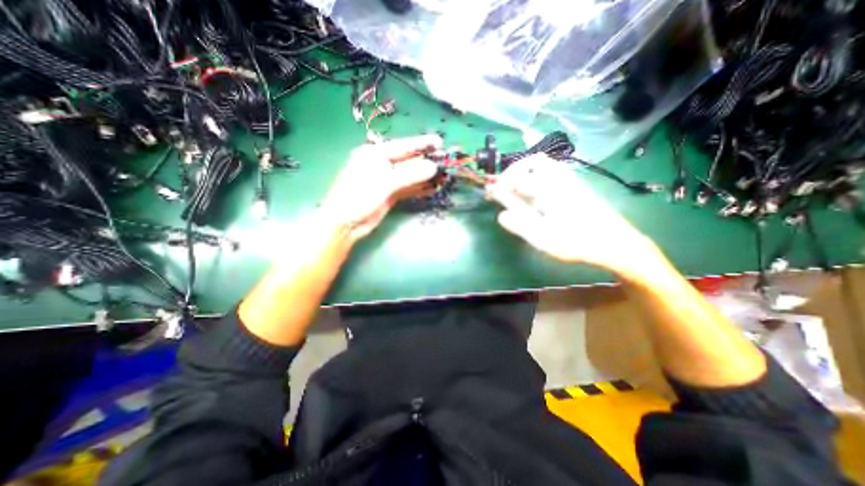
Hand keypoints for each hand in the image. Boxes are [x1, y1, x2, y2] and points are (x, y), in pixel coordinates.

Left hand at [317, 136, 439, 240]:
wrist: (346, 223)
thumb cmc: (359, 196)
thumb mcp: (385, 182)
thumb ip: (410, 174)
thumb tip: (433, 167)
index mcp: (375, 154)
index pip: (403, 146)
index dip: (421, 144)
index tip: (439, 142)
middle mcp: (382, 164)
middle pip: (408, 160)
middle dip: (426, 160)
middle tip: (445, 160)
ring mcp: (387, 180)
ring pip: (410, 175)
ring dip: (425, 176)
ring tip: (443, 175)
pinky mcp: (390, 194)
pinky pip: (408, 188)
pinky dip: (419, 188)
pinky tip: (432, 188)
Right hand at [486, 154, 664, 279]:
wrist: (614, 243)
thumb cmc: (577, 242)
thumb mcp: (544, 238)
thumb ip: (520, 225)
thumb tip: (500, 215)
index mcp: (549, 188)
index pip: (518, 177)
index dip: (500, 184)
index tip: (490, 194)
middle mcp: (560, 178)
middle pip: (534, 161)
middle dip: (514, 171)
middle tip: (503, 187)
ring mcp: (569, 181)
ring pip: (544, 166)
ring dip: (525, 173)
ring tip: (514, 189)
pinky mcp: (574, 187)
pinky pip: (551, 173)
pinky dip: (536, 178)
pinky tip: (533, 194)